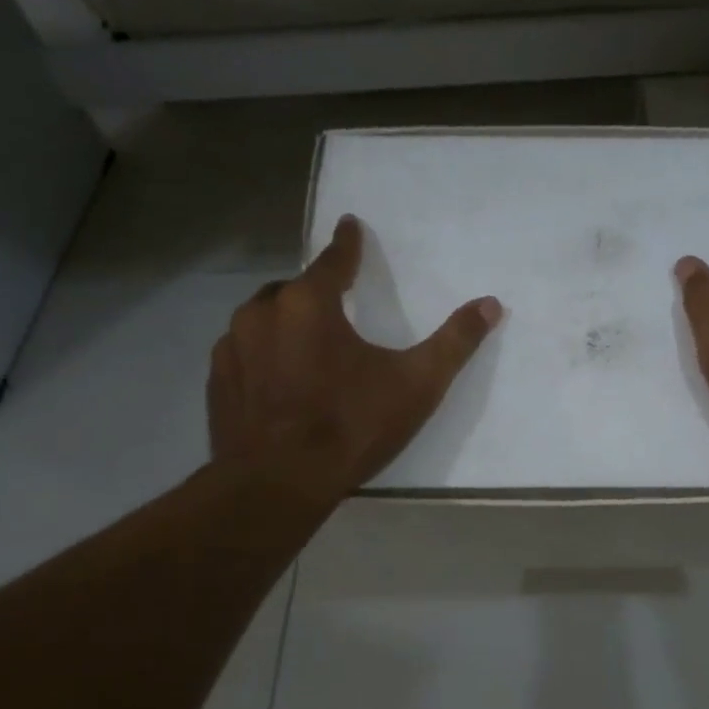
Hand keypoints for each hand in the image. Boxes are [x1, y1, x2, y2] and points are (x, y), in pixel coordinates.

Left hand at [208, 215, 501, 497]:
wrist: (278, 484)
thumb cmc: (351, 425)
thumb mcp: (416, 384)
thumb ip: (455, 342)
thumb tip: (491, 303)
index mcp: (309, 304)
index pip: (332, 260)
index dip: (347, 244)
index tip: (349, 225)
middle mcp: (262, 313)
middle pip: (293, 289)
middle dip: (314, 291)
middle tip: (336, 307)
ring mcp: (232, 348)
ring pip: (262, 319)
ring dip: (285, 323)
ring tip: (308, 346)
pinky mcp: (218, 382)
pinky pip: (243, 352)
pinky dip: (262, 355)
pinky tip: (278, 381)